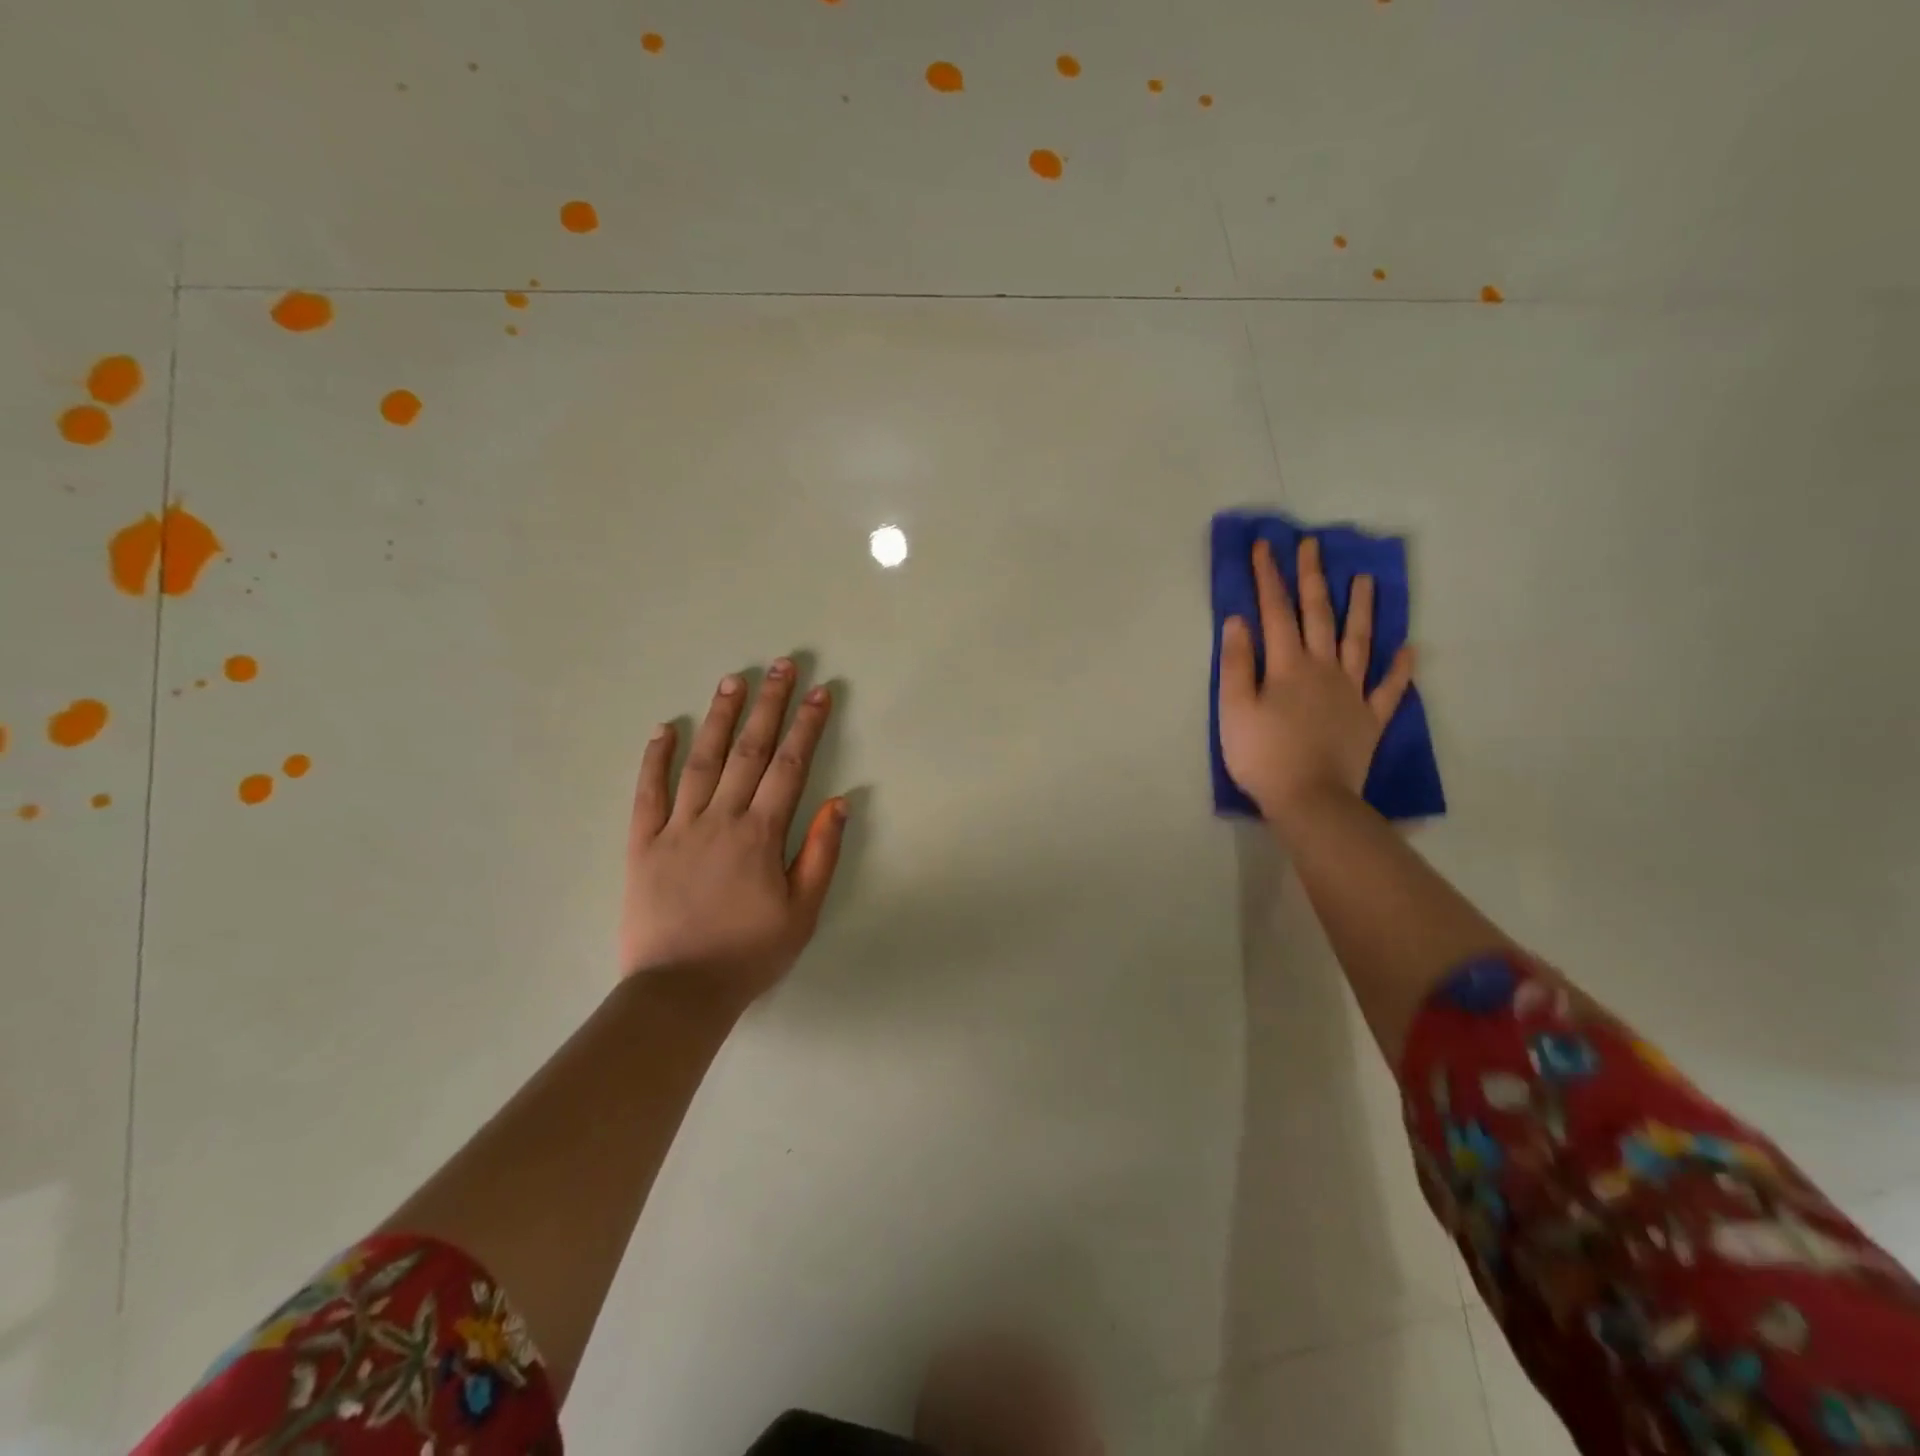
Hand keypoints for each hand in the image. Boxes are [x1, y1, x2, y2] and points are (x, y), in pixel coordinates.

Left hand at [620, 659, 846, 1008]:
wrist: (680, 991)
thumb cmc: (750, 953)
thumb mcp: (802, 911)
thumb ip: (821, 853)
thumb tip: (840, 800)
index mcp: (761, 834)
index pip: (790, 766)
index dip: (807, 726)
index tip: (819, 692)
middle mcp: (720, 819)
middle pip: (749, 751)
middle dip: (769, 705)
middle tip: (781, 665)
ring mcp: (678, 828)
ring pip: (701, 761)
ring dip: (719, 718)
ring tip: (733, 680)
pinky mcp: (643, 844)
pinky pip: (648, 793)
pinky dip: (655, 759)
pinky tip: (664, 728)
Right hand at [1218, 537, 1414, 821]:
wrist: (1310, 799)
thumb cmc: (1263, 756)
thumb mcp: (1234, 710)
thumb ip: (1236, 664)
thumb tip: (1239, 621)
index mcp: (1287, 666)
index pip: (1275, 611)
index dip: (1269, 577)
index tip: (1266, 546)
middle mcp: (1323, 669)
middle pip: (1318, 615)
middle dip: (1313, 578)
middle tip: (1314, 545)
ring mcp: (1352, 692)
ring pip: (1359, 642)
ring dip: (1362, 609)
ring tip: (1366, 579)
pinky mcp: (1370, 718)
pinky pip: (1389, 689)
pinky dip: (1400, 669)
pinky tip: (1410, 650)